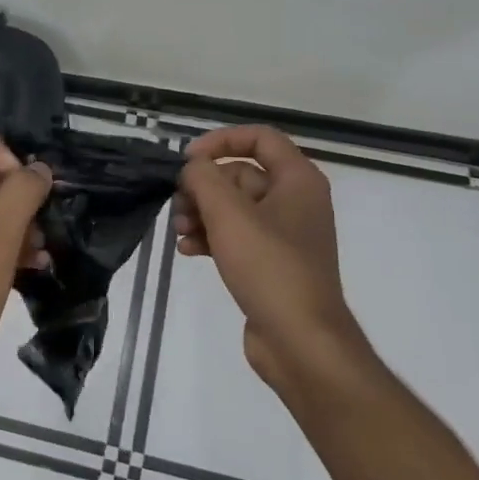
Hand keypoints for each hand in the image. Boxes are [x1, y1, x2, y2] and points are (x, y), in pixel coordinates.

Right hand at [175, 126, 376, 401]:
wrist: (300, 342)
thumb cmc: (269, 267)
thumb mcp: (229, 214)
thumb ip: (204, 179)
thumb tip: (192, 168)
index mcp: (298, 180)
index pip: (260, 138)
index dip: (221, 141)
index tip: (188, 159)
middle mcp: (295, 201)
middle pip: (240, 175)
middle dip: (204, 187)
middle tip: (178, 205)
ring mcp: (284, 235)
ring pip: (234, 208)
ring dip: (202, 214)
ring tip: (179, 232)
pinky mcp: (271, 263)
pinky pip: (236, 237)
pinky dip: (211, 238)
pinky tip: (187, 251)